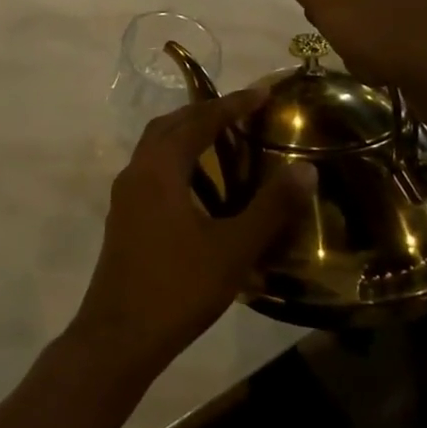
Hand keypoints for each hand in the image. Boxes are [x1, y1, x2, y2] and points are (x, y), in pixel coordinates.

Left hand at [70, 89, 315, 380]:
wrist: (120, 334)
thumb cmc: (179, 287)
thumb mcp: (233, 249)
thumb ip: (270, 207)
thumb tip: (306, 169)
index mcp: (160, 169)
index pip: (198, 121)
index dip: (232, 104)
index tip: (262, 93)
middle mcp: (136, 171)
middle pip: (170, 125)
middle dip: (205, 113)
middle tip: (243, 113)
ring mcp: (125, 195)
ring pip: (155, 148)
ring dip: (187, 136)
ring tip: (225, 143)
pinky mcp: (123, 216)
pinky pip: (151, 171)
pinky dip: (176, 162)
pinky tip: (200, 188)